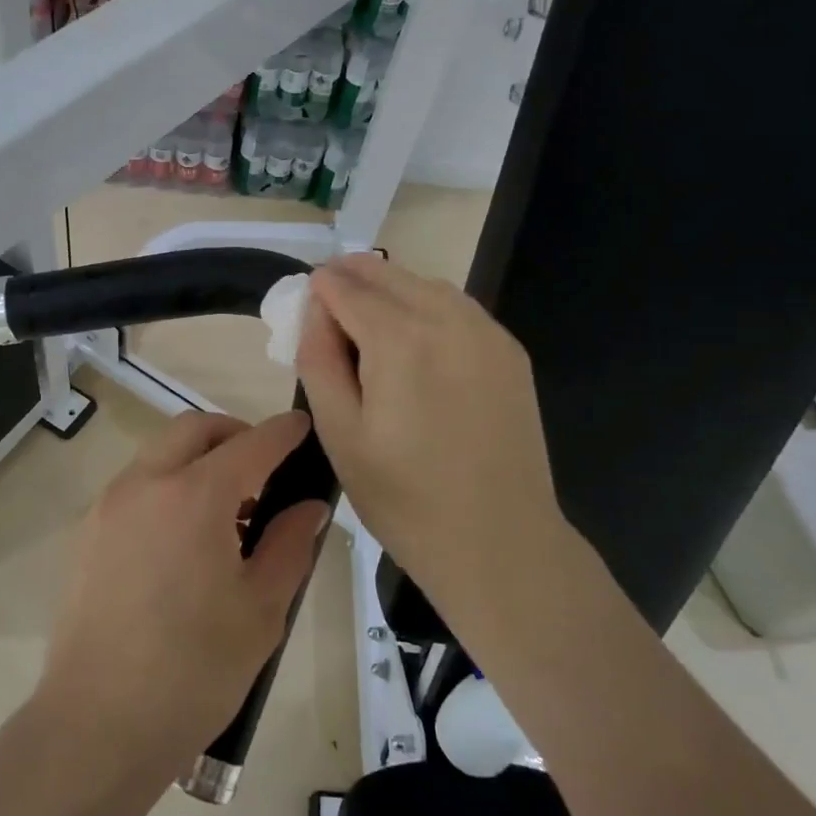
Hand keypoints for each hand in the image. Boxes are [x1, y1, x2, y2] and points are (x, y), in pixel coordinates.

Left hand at [38, 411, 328, 781]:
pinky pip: (136, 485)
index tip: (302, 426)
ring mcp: (109, 505)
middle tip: (264, 471)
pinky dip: (168, 485)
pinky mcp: (87, 532)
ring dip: (197, 460)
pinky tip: (185, 538)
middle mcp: (145, 483)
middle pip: (194, 430)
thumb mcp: (261, 611)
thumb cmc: (193, 671)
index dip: (282, 432)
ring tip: (227, 512)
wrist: (96, 725)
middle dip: (234, 435)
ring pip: (160, 453)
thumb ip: (289, 545)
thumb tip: (308, 506)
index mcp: (194, 496)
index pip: (250, 443)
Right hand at [296, 253, 572, 625]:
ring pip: (425, 284)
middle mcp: (448, 319)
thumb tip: (315, 308)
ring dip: (390, 288)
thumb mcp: (338, 432)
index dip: (319, 288)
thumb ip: (318, 358)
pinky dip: (427, 305)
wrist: (499, 542)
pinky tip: (414, 339)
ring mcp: (487, 332)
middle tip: (328, 303)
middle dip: (351, 277)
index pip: (346, 285)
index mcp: (400, 340)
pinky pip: (458, 307)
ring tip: (366, 318)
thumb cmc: (404, 497)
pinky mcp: (510, 352)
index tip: (304, 304)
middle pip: (387, 273)